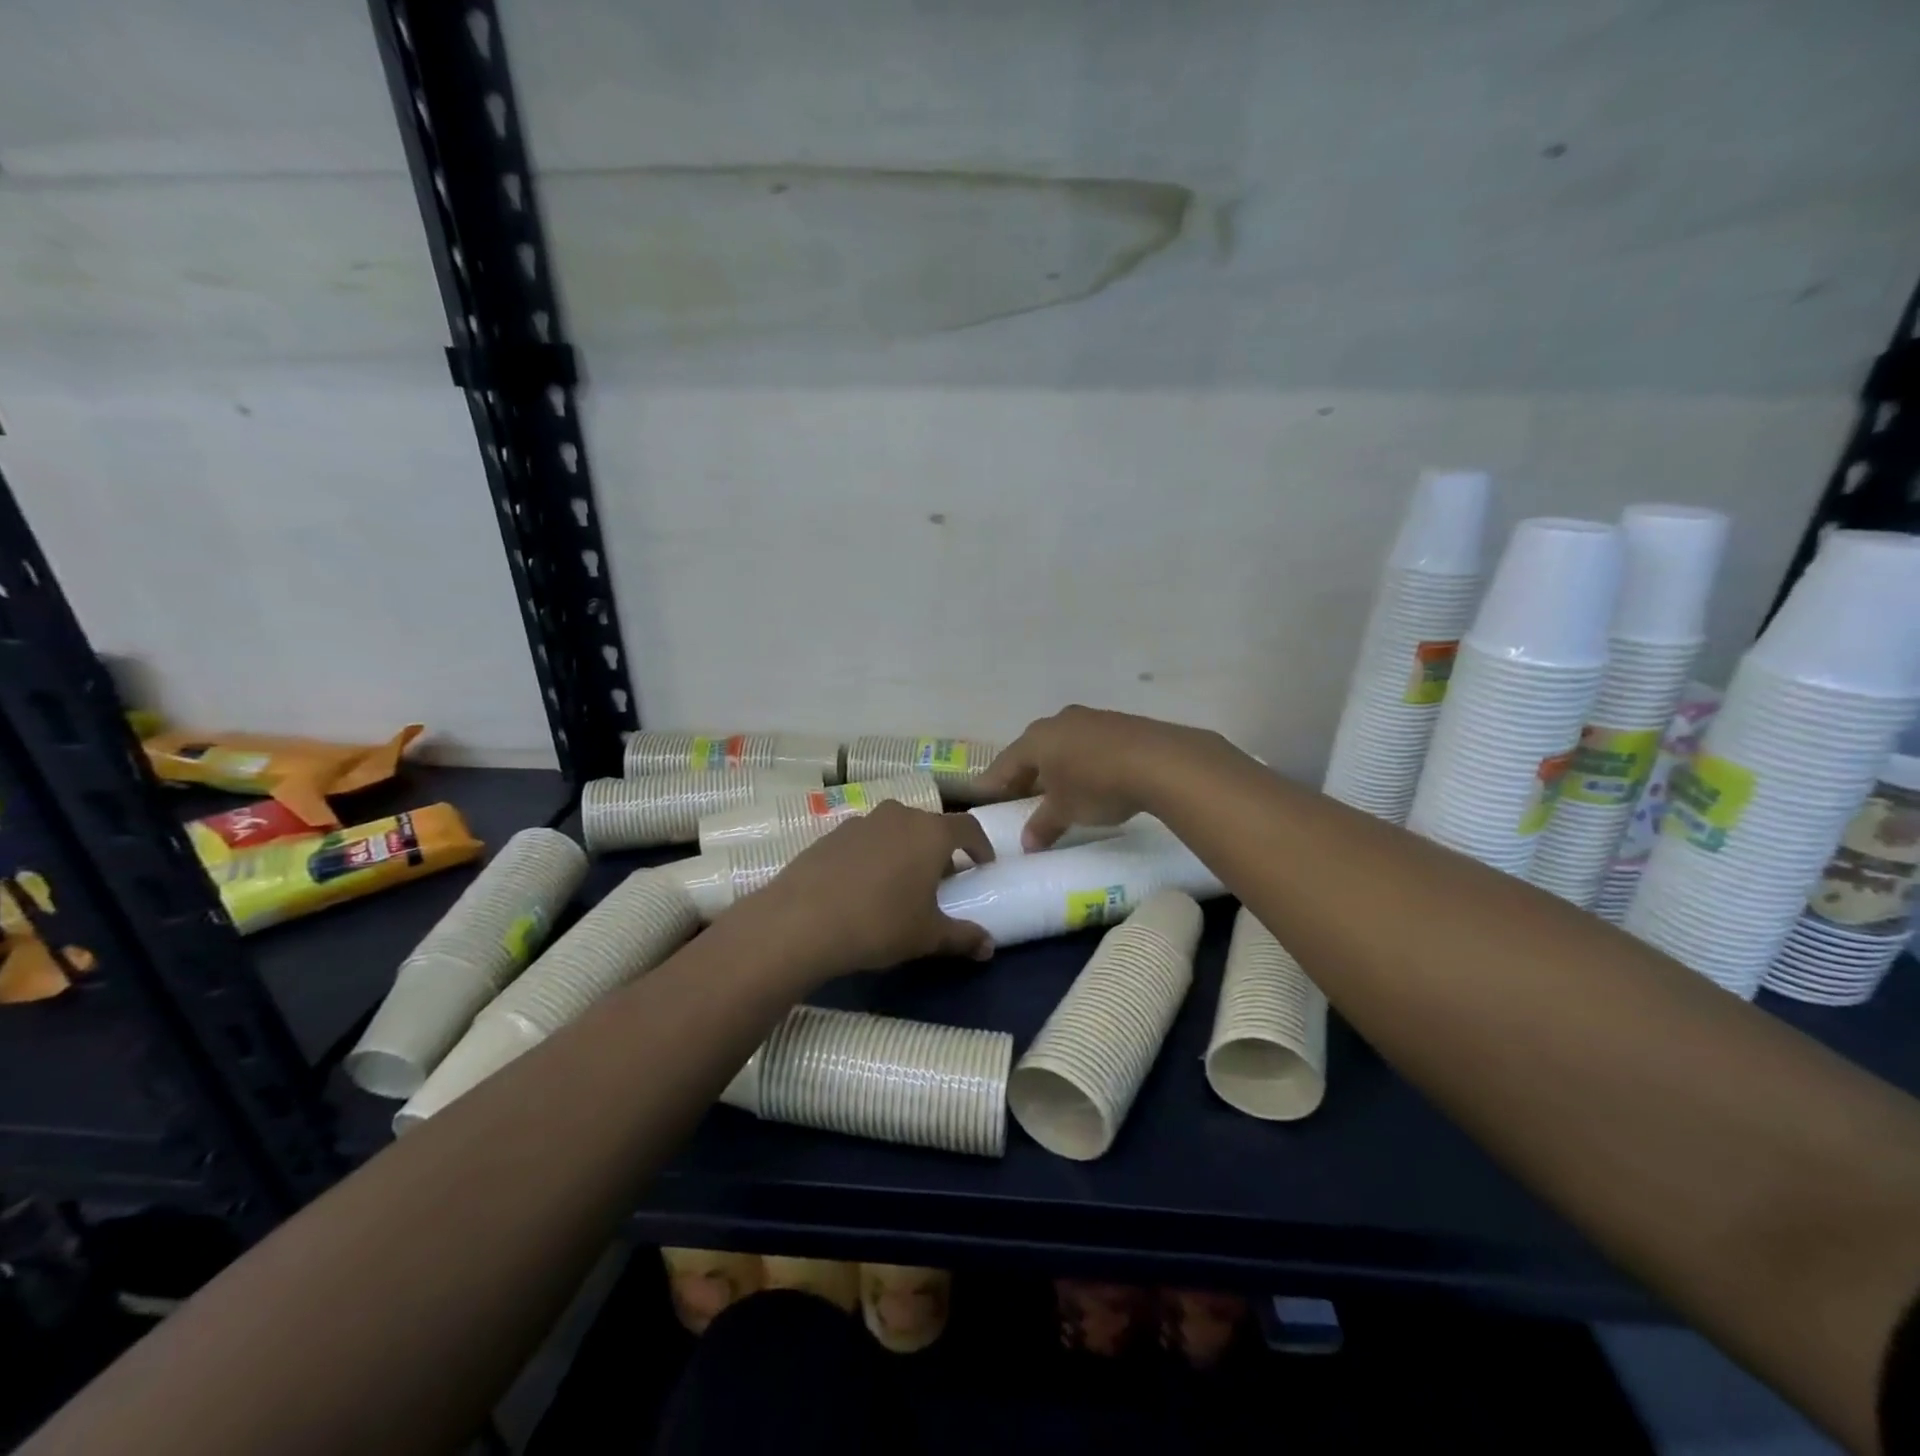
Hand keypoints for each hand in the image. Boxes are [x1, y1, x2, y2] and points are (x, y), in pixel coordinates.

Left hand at [746, 802, 996, 975]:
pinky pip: (865, 840)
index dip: (981, 846)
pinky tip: (863, 887)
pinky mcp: (830, 834)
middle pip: (930, 826)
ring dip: (905, 850)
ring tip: (901, 883)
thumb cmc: (879, 923)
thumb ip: (963, 936)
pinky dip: (874, 856)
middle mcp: (898, 815)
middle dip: (941, 850)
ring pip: (895, 830)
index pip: (968, 827)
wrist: (800, 921)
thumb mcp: (927, 936)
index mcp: (930, 832)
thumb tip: (988, 947)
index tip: (983, 866)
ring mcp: (861, 821)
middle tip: (942, 881)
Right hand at [974, 706, 1223, 849]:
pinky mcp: (1120, 723)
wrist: (1161, 761)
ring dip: (1057, 765)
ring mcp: (1091, 718)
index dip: (993, 783)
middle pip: (1033, 750)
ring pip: (1063, 744)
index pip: (1005, 763)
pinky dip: (1083, 760)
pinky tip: (1092, 777)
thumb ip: (1043, 826)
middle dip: (1026, 773)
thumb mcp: (1066, 811)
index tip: (982, 796)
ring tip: (1058, 788)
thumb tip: (1027, 844)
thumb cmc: (1097, 785)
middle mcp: (1059, 721)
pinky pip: (1090, 743)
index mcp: (1036, 739)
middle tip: (1019, 795)